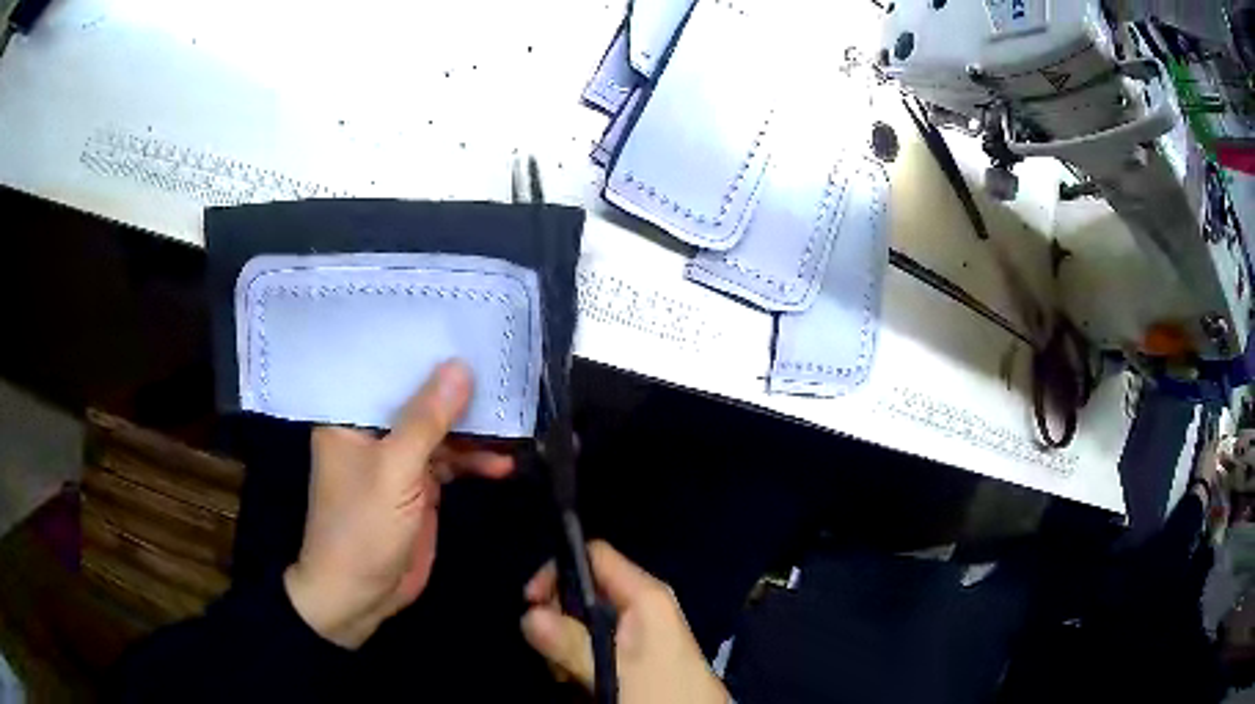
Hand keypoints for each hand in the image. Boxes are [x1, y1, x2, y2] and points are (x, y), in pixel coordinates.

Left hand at [284, 361, 513, 648]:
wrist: (360, 596)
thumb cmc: (361, 527)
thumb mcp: (394, 471)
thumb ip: (427, 421)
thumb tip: (460, 367)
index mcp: (349, 416)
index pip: (385, 367)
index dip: (421, 348)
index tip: (462, 325)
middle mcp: (372, 431)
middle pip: (418, 399)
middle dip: (457, 392)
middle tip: (502, 372)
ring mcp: (397, 460)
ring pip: (440, 432)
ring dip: (474, 432)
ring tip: (515, 424)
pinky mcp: (419, 487)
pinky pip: (451, 463)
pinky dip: (476, 462)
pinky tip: (504, 465)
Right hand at [521, 541, 727, 703]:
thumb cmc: (660, 692)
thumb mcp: (613, 670)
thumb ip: (571, 642)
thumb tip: (529, 614)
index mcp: (646, 595)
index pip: (594, 556)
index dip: (558, 572)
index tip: (531, 603)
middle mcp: (644, 606)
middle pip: (585, 591)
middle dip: (559, 619)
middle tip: (551, 652)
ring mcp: (642, 631)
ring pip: (586, 622)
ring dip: (567, 646)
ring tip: (568, 674)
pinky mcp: (639, 655)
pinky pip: (599, 644)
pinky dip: (582, 660)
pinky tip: (582, 682)